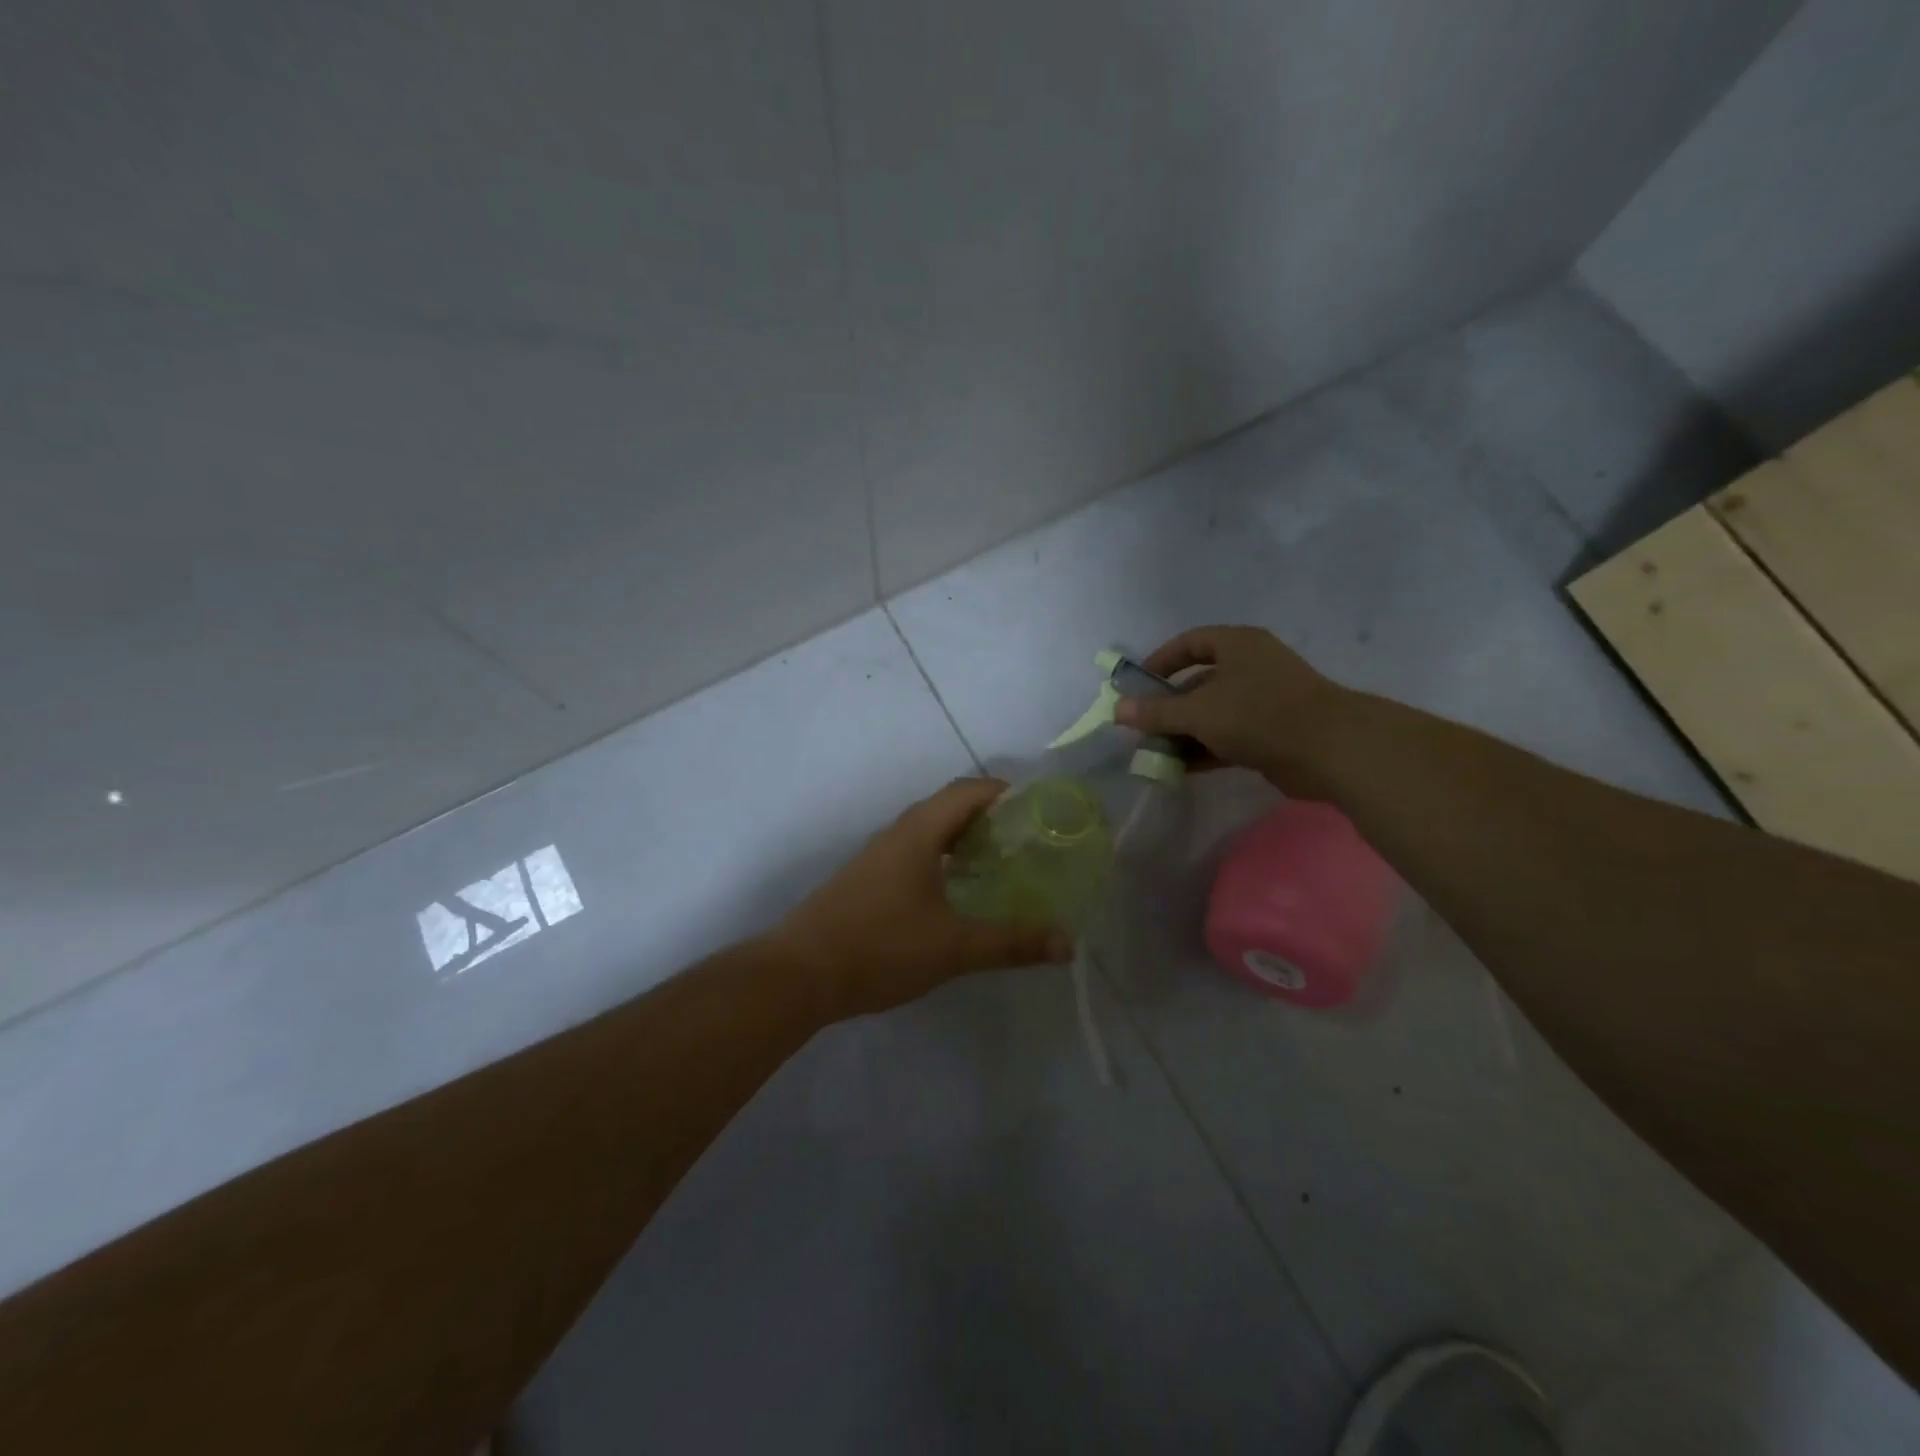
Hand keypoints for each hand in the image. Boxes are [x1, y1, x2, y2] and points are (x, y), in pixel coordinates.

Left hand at [772, 778, 1074, 1019]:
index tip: (1040, 810)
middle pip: (950, 807)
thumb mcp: (954, 947)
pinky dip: (944, 860)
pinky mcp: (867, 881)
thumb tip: (1067, 943)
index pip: (969, 790)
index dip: (1006, 792)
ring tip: (1001, 865)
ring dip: (965, 840)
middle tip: (1029, 842)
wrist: (799, 975)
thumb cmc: (880, 947)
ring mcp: (878, 857)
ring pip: (930, 832)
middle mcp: (897, 834)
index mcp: (919, 832)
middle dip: (991, 817)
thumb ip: (1011, 943)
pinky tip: (956, 894)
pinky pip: (915, 854)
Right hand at [1115, 626, 1348, 794]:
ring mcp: (1264, 700)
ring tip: (1156, 753)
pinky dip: (1205, 749)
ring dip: (1185, 732)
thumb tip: (1116, 709)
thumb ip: (1157, 712)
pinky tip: (1181, 768)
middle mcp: (1251, 666)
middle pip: (1198, 681)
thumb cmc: (1259, 715)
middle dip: (1169, 706)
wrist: (1331, 750)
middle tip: (1142, 728)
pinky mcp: (1272, 732)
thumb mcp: (1199, 712)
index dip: (1160, 661)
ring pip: (1213, 712)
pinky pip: (1229, 736)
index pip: (1189, 643)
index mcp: (1237, 645)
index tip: (1137, 686)